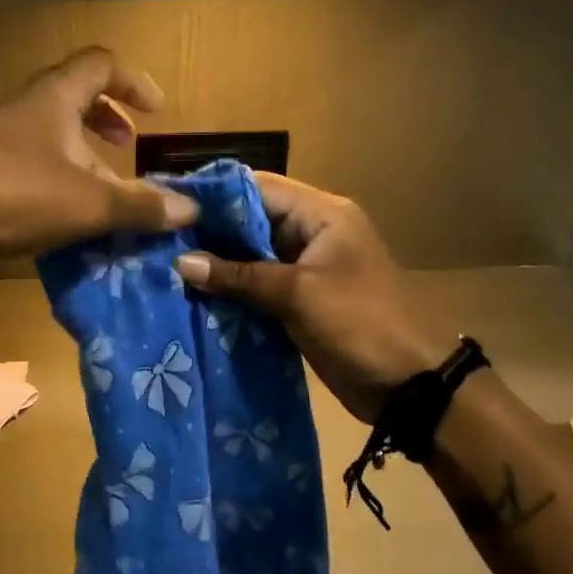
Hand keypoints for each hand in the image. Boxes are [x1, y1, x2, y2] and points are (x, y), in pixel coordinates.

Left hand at [0, 47, 198, 259]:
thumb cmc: (9, 194)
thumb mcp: (86, 204)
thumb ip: (140, 206)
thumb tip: (191, 208)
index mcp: (54, 97)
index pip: (101, 64)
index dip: (133, 80)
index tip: (155, 111)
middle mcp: (23, 108)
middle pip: (72, 96)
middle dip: (106, 119)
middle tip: (125, 147)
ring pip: (47, 133)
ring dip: (79, 155)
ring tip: (98, 193)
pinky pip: (24, 162)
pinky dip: (51, 179)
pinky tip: (55, 218)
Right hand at [174, 173, 459, 422]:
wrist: (412, 386)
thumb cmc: (360, 323)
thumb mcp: (298, 294)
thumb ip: (238, 275)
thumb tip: (181, 263)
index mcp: (322, 214)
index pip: (258, 187)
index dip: (214, 194)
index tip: (170, 203)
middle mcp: (311, 232)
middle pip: (251, 219)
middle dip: (209, 231)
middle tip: (159, 239)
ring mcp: (306, 267)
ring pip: (251, 254)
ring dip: (216, 262)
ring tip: (166, 265)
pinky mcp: (300, 298)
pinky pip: (258, 284)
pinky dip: (231, 288)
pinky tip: (194, 294)